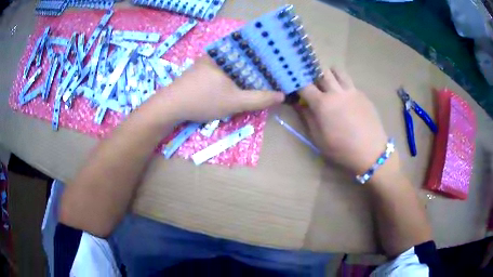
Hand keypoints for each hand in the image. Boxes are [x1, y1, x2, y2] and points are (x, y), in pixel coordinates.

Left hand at [157, 57, 284, 121]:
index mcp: (226, 55)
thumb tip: (281, 95)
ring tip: (255, 83)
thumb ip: (259, 99)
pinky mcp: (198, 71)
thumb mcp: (235, 102)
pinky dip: (229, 77)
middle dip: (255, 70)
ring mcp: (205, 62)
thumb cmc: (204, 101)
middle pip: (242, 59)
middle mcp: (215, 54)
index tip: (276, 73)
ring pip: (231, 66)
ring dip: (242, 74)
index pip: (253, 54)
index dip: (267, 63)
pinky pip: (220, 71)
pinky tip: (233, 86)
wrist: (170, 106)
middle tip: (268, 81)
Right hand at [297, 68, 398, 174]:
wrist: (371, 151)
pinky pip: (350, 82)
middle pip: (322, 72)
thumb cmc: (342, 149)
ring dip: (330, 74)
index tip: (294, 85)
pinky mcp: (362, 94)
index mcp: (323, 104)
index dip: (297, 83)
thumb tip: (299, 104)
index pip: (304, 85)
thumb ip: (308, 118)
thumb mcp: (319, 139)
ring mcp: (351, 91)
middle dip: (314, 74)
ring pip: (338, 71)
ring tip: (329, 83)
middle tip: (313, 83)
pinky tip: (345, 97)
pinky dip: (343, 84)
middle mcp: (336, 92)